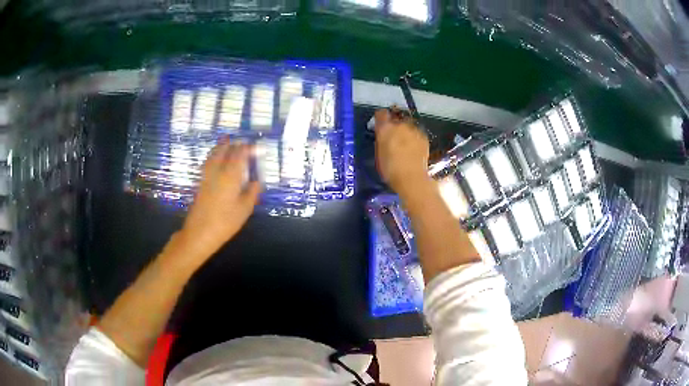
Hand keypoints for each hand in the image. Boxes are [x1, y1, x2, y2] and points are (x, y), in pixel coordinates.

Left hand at [176, 139, 260, 265]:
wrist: (200, 232)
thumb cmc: (225, 222)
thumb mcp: (245, 209)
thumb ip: (252, 192)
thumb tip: (257, 180)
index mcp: (231, 175)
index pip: (240, 154)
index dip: (249, 148)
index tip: (258, 147)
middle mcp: (218, 170)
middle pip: (226, 150)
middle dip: (236, 144)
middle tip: (244, 143)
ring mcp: (207, 175)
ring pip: (214, 154)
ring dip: (222, 146)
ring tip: (228, 141)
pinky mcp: (201, 182)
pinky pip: (208, 161)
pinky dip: (214, 155)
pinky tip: (216, 157)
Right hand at [374, 108, 431, 196]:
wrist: (411, 177)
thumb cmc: (390, 169)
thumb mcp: (379, 153)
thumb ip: (381, 139)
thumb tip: (382, 133)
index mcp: (385, 128)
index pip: (381, 113)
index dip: (380, 118)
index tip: (380, 123)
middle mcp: (400, 124)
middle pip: (396, 119)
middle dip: (394, 125)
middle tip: (393, 137)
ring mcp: (414, 130)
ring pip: (407, 126)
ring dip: (405, 131)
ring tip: (404, 143)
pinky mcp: (424, 137)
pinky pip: (416, 133)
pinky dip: (414, 138)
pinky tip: (413, 148)